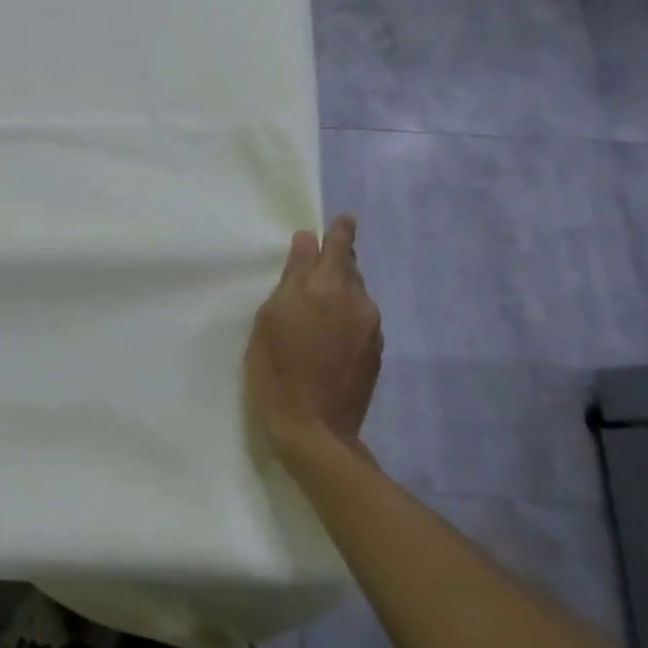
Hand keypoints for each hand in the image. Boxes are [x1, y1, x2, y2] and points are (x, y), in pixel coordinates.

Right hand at [246, 214, 383, 466]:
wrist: (314, 429)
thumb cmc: (278, 367)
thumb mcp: (272, 316)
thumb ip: (293, 276)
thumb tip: (307, 241)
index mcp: (330, 289)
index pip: (340, 247)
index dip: (340, 231)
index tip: (343, 218)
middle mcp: (359, 303)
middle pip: (350, 269)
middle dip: (337, 260)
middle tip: (319, 258)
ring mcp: (371, 330)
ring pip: (356, 294)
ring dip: (339, 288)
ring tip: (315, 299)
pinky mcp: (374, 353)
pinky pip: (359, 318)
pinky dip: (344, 313)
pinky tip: (325, 329)